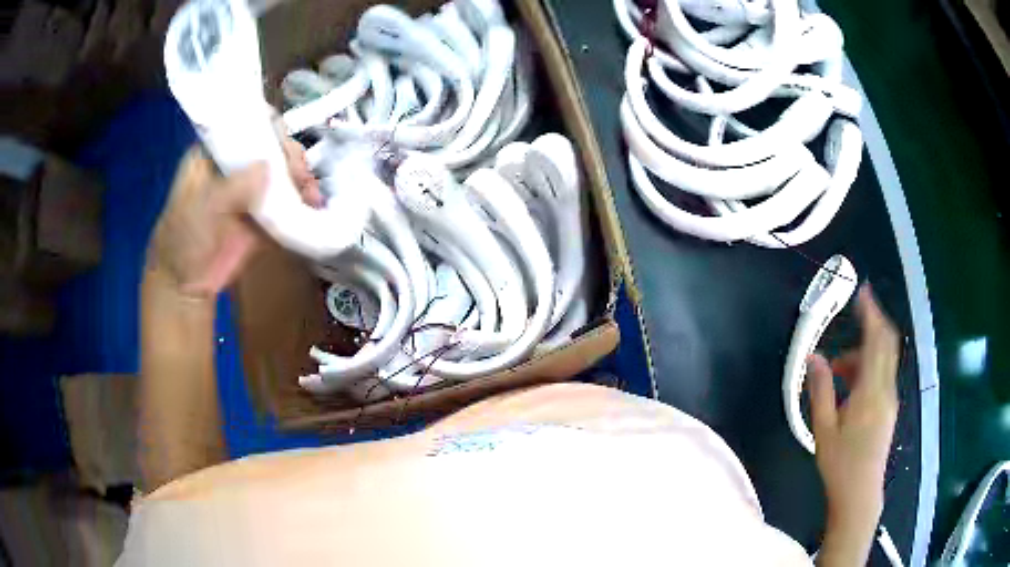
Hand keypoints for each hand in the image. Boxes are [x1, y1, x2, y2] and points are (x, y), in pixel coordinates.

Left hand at [147, 137, 321, 298]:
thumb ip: (231, 187)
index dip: (271, 129)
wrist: (186, 285)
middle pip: (273, 148)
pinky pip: (288, 202)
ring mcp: (252, 190)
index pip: (248, 126)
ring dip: (302, 180)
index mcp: (217, 153)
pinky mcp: (264, 215)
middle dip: (291, 157)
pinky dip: (303, 203)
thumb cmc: (183, 238)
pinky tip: (314, 206)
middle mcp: (238, 165)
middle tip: (301, 174)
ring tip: (312, 194)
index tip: (284, 146)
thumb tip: (268, 166)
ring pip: (284, 173)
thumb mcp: (201, 208)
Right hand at [808, 285, 899, 550]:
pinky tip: (850, 384)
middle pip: (887, 343)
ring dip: (865, 351)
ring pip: (884, 359)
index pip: (876, 341)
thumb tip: (814, 357)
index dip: (871, 313)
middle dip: (873, 322)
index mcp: (870, 392)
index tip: (862, 292)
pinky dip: (869, 366)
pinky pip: (883, 374)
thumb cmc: (839, 464)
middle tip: (856, 312)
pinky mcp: (890, 407)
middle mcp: (886, 389)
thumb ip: (820, 389)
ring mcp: (890, 398)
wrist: (860, 494)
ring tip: (838, 368)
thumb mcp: (823, 429)